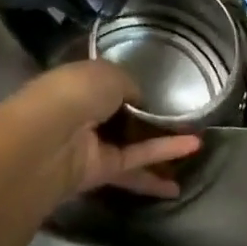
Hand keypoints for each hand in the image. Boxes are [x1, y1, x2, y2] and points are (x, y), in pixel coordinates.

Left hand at [7, 61, 202, 198]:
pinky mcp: (99, 172)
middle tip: (185, 117)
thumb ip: (130, 86)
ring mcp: (91, 143)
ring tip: (199, 143)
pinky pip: (134, 163)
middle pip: (123, 115)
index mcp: (81, 81)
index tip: (162, 87)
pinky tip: (185, 166)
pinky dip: (158, 163)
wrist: (47, 140)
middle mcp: (85, 111)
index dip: (134, 86)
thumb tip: (140, 99)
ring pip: (132, 142)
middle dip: (151, 117)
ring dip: (163, 143)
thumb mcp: (110, 74)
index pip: (110, 82)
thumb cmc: (75, 93)